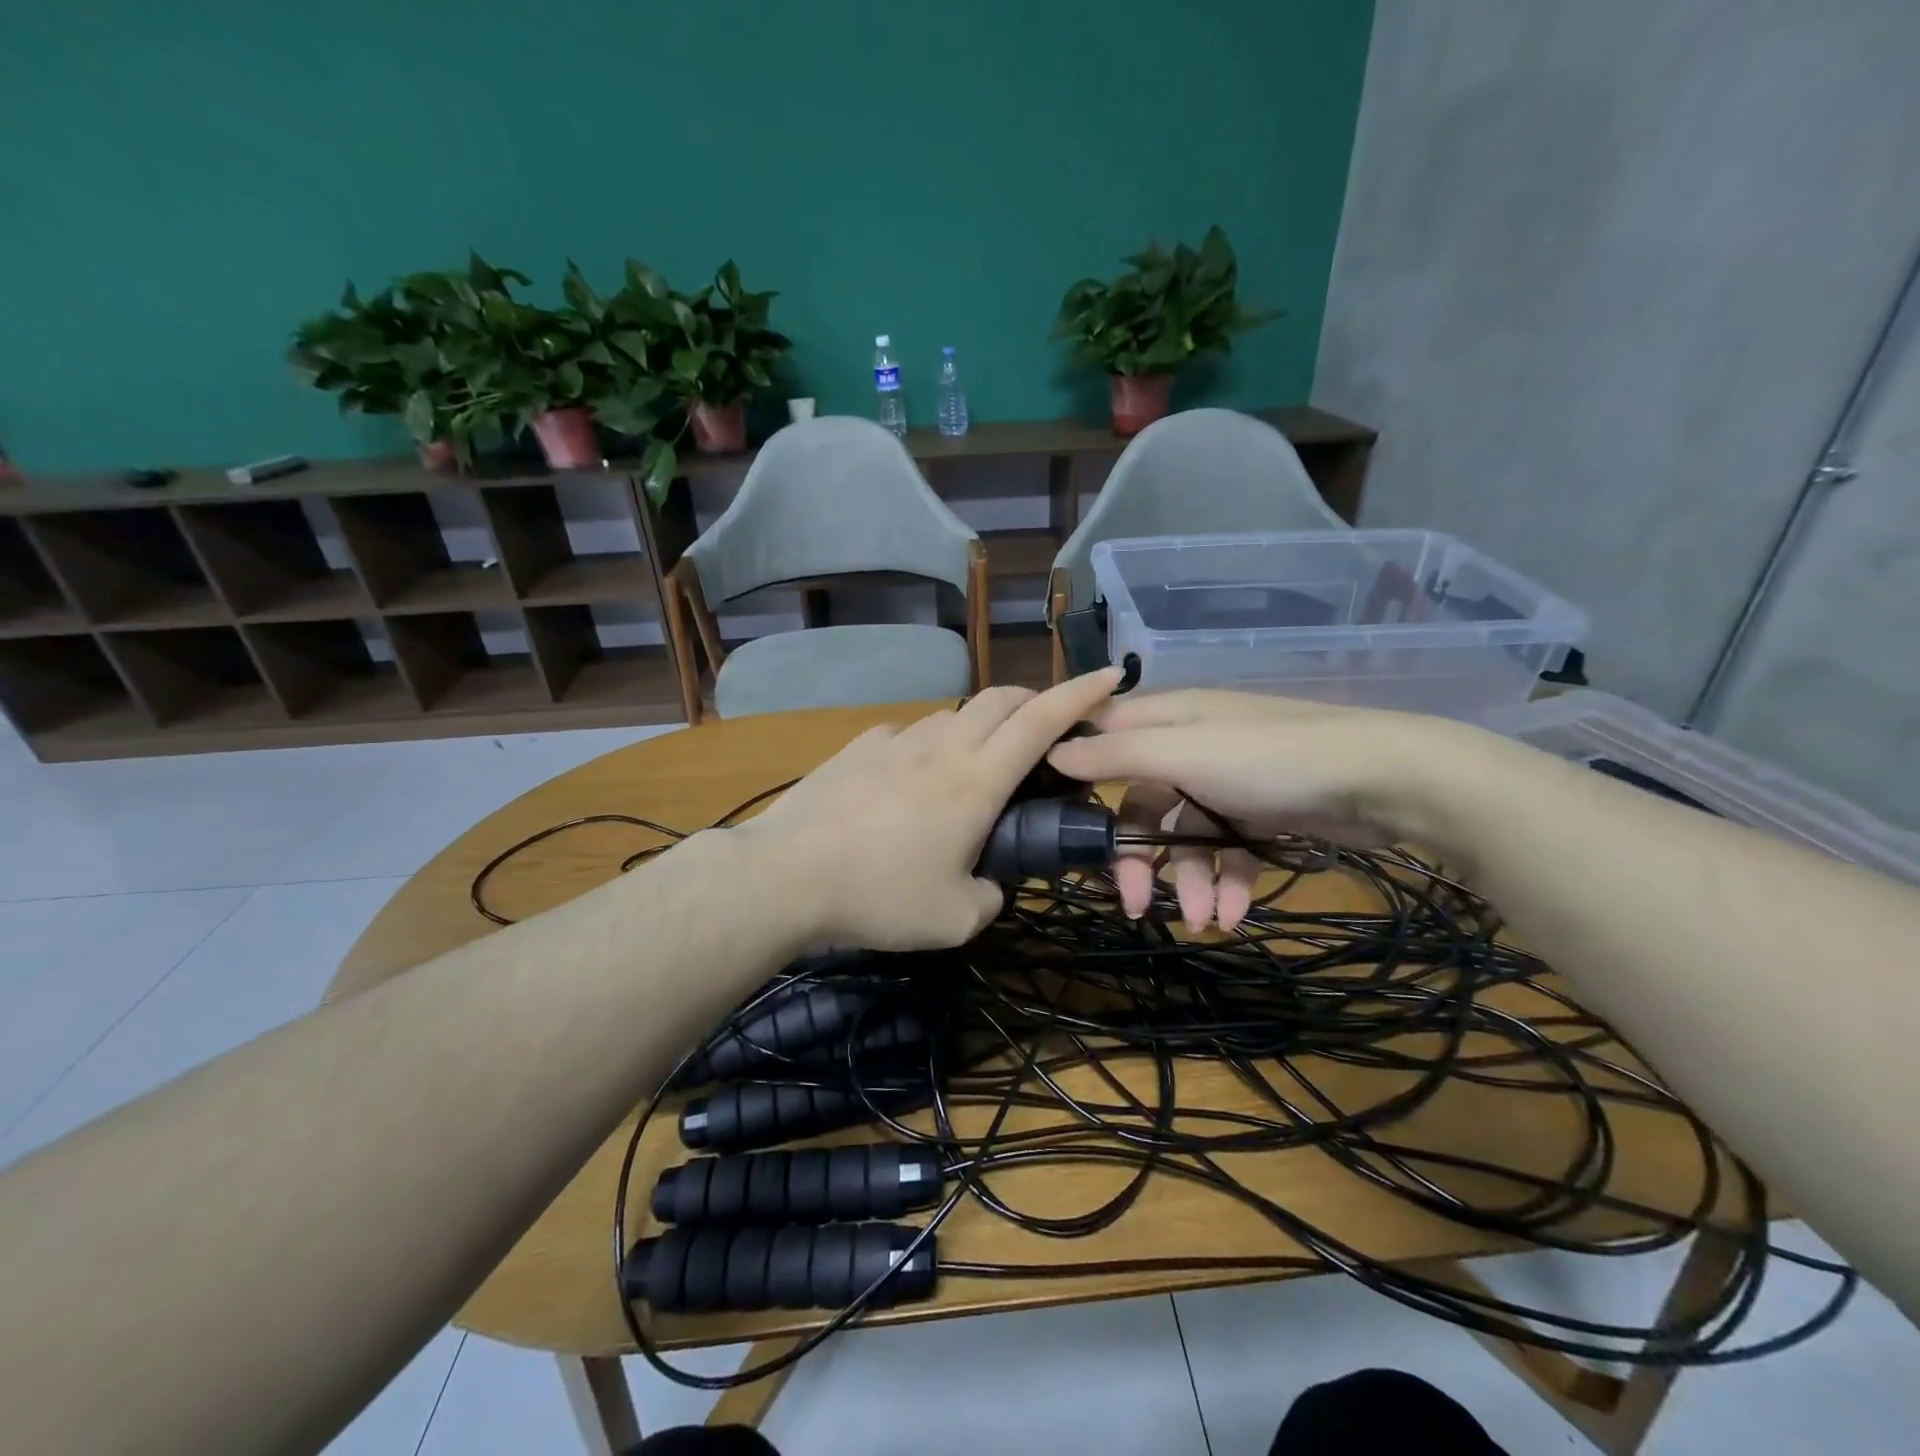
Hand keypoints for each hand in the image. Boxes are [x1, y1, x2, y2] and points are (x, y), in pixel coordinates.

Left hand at [734, 669, 1125, 951]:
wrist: (787, 875)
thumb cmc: (880, 895)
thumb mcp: (955, 918)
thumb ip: (991, 896)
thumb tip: (991, 884)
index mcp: (977, 780)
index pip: (1042, 720)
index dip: (1082, 694)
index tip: (1111, 675)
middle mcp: (942, 746)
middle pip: (1000, 699)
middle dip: (1034, 700)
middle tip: (1046, 728)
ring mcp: (896, 741)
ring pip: (953, 714)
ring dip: (979, 726)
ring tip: (974, 764)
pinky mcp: (858, 747)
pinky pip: (907, 734)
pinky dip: (928, 745)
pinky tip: (910, 778)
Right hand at [1046, 690, 1480, 931]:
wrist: (1387, 779)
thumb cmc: (1271, 760)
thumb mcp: (1183, 753)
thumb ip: (1115, 755)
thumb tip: (1051, 751)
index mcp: (1168, 719)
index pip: (1103, 741)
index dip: (1079, 778)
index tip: (1060, 825)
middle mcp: (1192, 745)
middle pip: (1142, 804)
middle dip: (1139, 858)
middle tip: (1136, 906)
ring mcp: (1229, 781)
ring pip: (1187, 837)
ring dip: (1192, 882)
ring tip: (1206, 921)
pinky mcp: (1264, 812)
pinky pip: (1231, 851)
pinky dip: (1230, 883)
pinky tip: (1239, 913)